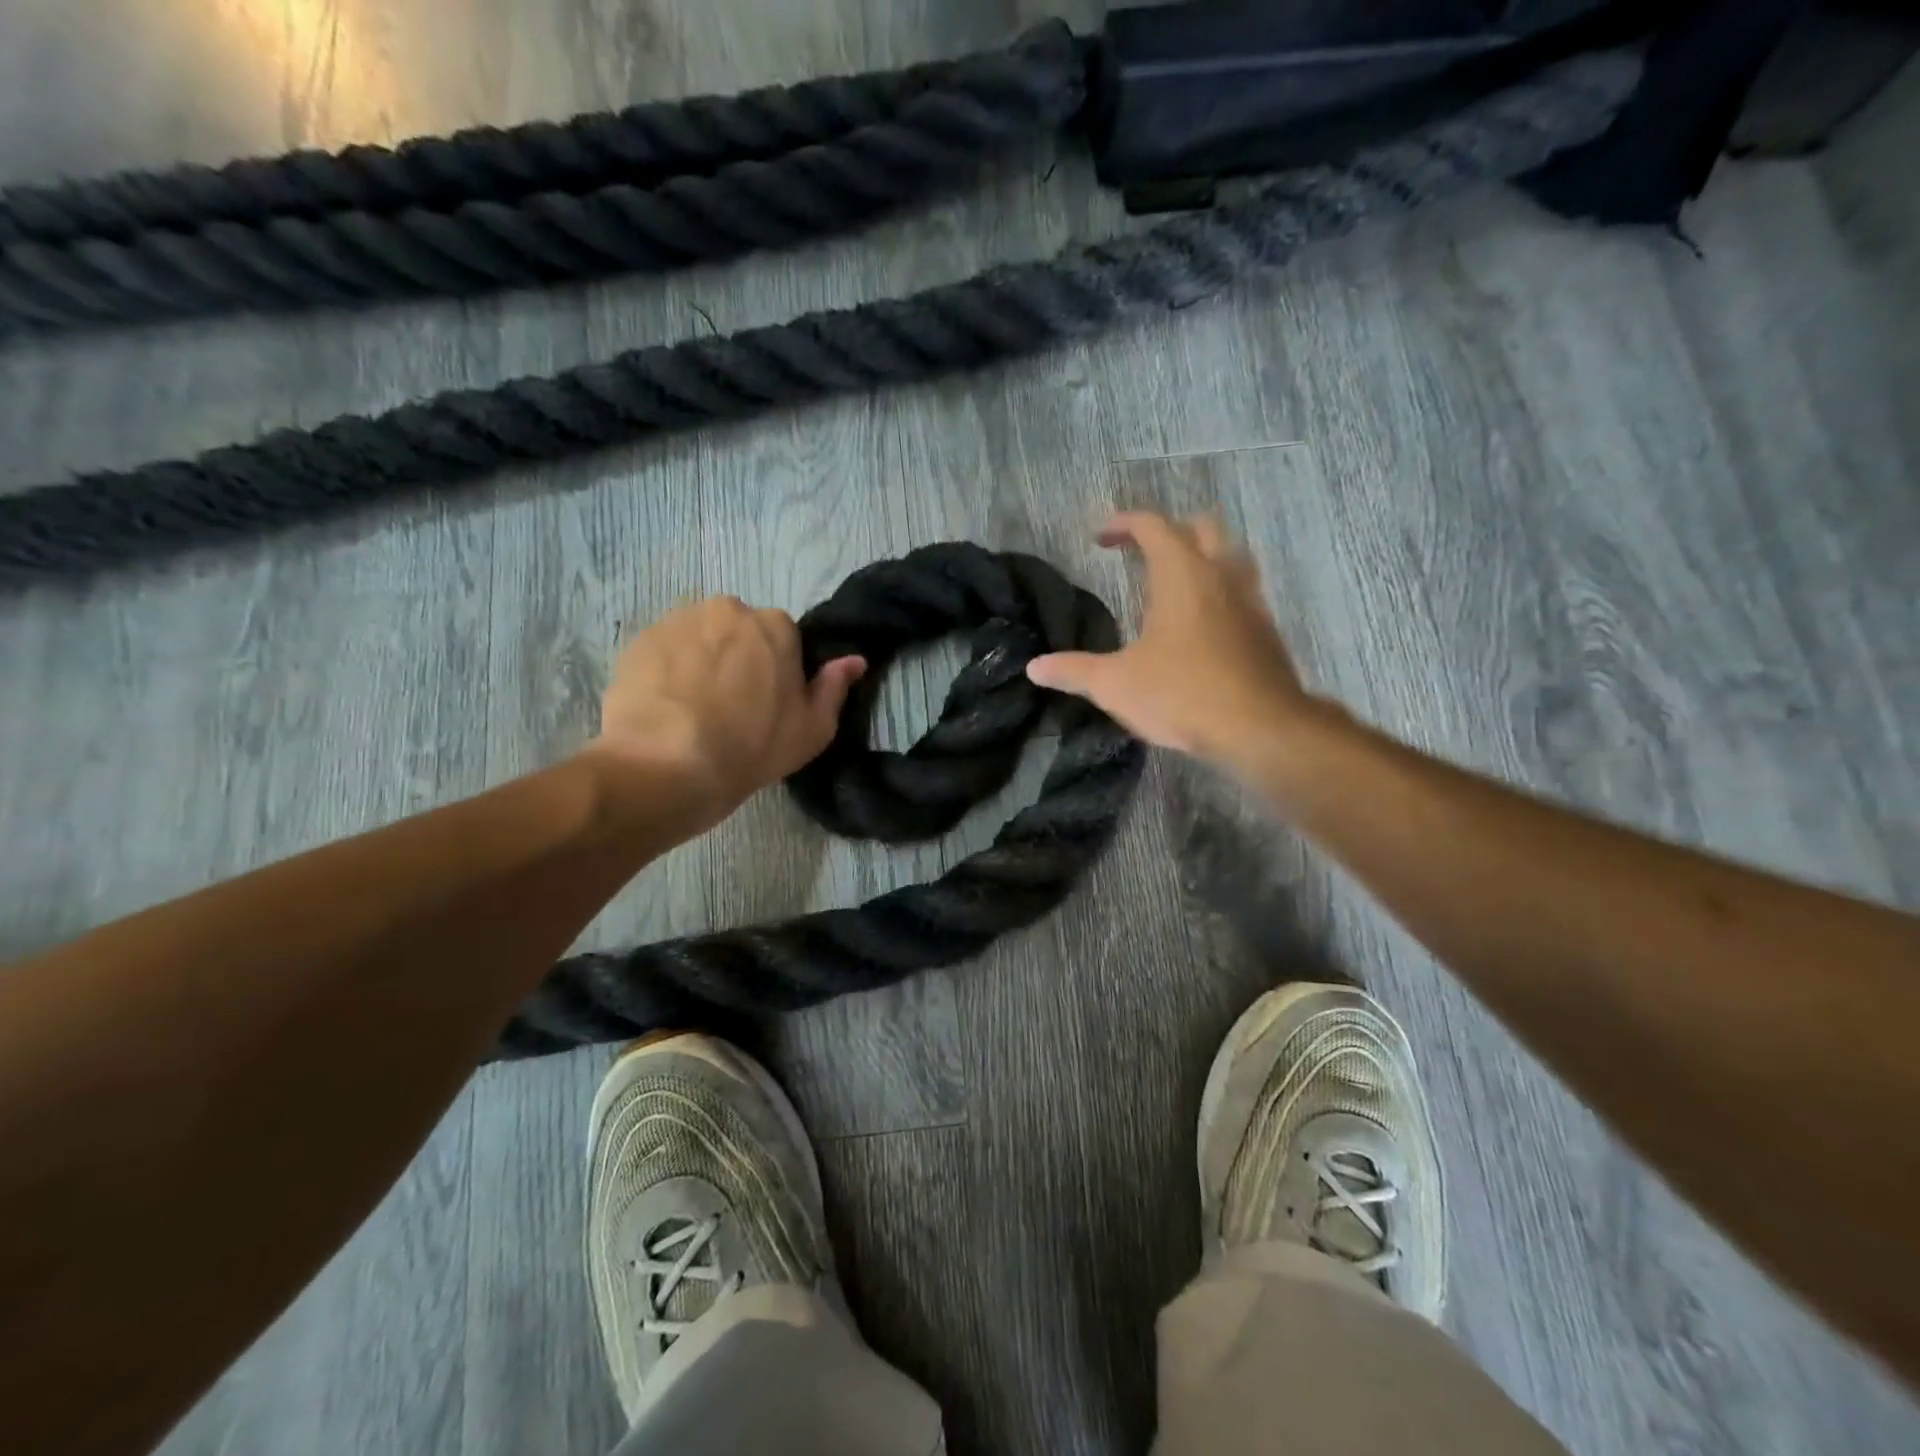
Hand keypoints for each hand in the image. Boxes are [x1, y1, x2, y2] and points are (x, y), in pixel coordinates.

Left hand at [589, 596, 864, 830]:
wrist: (668, 765)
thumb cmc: (752, 748)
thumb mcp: (812, 730)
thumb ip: (834, 688)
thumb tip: (854, 660)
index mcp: (776, 625)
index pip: (783, 637)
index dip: (778, 669)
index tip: (769, 702)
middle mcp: (728, 609)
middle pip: (739, 630)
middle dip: (738, 657)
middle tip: (731, 705)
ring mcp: (679, 620)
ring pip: (700, 636)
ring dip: (702, 660)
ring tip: (694, 707)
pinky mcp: (640, 639)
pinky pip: (665, 650)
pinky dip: (668, 670)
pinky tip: (666, 707)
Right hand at [1027, 512, 1335, 774]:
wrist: (1260, 728)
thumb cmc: (1183, 695)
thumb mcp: (1116, 685)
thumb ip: (1074, 671)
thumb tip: (1034, 668)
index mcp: (1181, 575)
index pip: (1152, 526)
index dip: (1123, 523)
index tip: (1099, 538)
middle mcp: (1220, 575)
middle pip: (1200, 527)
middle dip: (1168, 531)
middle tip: (1140, 553)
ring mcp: (1250, 601)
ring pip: (1230, 556)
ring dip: (1202, 557)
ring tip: (1174, 583)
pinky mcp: (1266, 630)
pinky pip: (1243, 591)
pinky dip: (1220, 592)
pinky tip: (1202, 625)